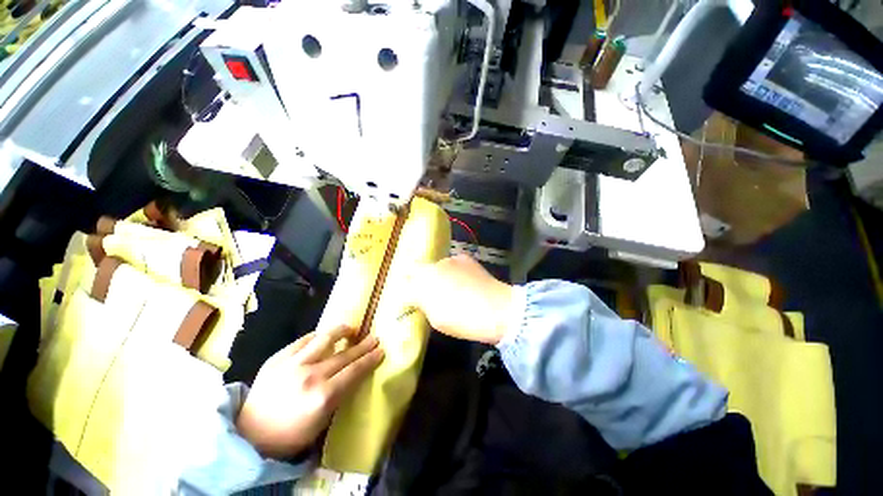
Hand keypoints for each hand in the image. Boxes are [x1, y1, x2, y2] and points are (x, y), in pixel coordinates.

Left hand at [236, 327, 383, 457]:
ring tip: (350, 329)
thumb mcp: (323, 421)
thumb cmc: (291, 434)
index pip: (354, 371)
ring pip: (324, 338)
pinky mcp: (277, 358)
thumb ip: (340, 394)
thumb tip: (355, 373)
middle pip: (344, 354)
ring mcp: (292, 364)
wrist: (250, 435)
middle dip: (363, 345)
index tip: (381, 350)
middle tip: (374, 338)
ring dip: (341, 331)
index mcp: (323, 396)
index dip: (370, 359)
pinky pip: (303, 340)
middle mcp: (310, 375)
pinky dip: (317, 336)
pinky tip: (324, 337)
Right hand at [410, 254, 513, 344]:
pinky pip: (452, 264)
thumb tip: (417, 298)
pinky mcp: (464, 258)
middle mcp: (433, 266)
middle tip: (429, 294)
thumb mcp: (436, 319)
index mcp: (423, 282)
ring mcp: (450, 259)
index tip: (411, 298)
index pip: (405, 282)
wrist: (497, 309)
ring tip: (451, 288)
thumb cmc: (463, 319)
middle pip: (418, 270)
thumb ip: (423, 304)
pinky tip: (464, 281)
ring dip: (438, 275)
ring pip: (436, 266)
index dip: (406, 289)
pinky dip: (453, 271)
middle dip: (419, 280)